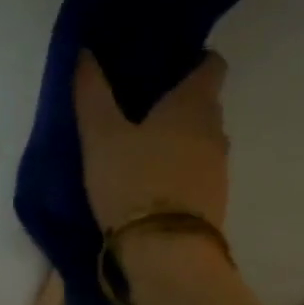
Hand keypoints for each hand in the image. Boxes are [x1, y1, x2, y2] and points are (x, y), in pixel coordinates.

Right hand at [73, 50, 229, 234]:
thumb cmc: (133, 183)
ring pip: (200, 144)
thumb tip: (84, 52)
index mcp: (193, 104)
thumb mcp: (101, 137)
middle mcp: (215, 131)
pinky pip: (196, 176)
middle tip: (142, 112)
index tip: (167, 66)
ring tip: (143, 152)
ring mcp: (218, 170)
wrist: (165, 253)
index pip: (210, 65)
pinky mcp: (213, 203)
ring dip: (178, 144)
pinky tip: (152, 186)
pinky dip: (178, 174)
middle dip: (179, 106)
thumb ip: (92, 94)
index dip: (192, 61)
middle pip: (204, 107)